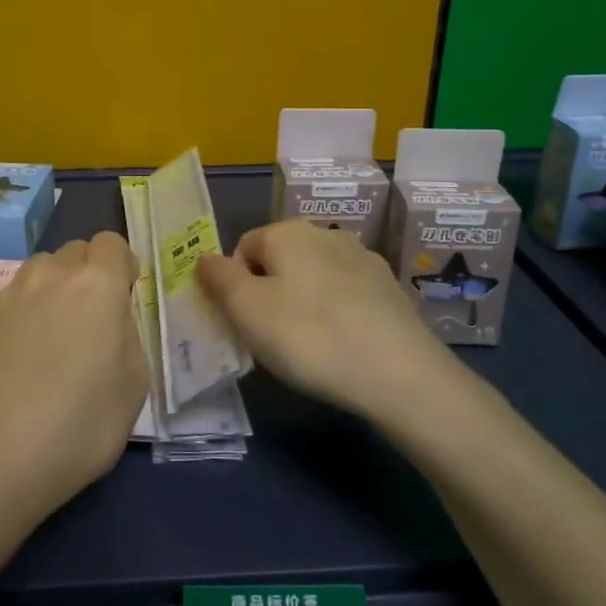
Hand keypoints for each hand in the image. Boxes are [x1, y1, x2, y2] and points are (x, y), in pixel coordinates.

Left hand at [0, 233, 148, 524]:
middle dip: (89, 273)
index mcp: (96, 284)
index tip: (125, 297)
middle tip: (94, 320)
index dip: (122, 265)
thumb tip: (111, 319)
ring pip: (41, 270)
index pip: (111, 243)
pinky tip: (27, 358)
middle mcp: (50, 276)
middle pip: (75, 252)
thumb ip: (128, 335)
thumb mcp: (133, 385)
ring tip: (59, 336)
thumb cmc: (79, 425)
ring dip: (56, 287)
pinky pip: (16, 299)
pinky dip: (28, 313)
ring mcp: (10, 296)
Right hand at [197, 220, 451, 420]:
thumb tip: (204, 257)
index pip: (243, 249)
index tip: (247, 324)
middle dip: (271, 294)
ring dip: (304, 303)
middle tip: (274, 339)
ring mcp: (363, 258)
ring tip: (312, 347)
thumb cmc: (309, 337)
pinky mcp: (389, 288)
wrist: (400, 373)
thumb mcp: (247, 310)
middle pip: (280, 261)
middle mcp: (326, 233)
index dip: (237, 287)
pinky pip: (346, 295)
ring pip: (314, 277)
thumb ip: (218, 278)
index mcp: (288, 231)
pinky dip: (337, 314)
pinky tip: (344, 346)